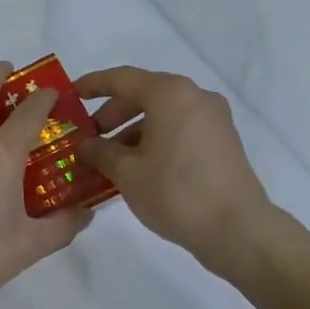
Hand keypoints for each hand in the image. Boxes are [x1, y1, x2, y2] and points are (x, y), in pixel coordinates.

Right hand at [75, 66, 288, 274]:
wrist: (237, 229)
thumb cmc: (175, 192)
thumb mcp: (127, 172)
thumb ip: (100, 152)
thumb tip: (85, 145)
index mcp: (169, 93)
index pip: (121, 79)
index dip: (92, 84)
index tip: (71, 94)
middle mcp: (194, 96)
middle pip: (143, 94)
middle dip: (112, 114)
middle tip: (89, 137)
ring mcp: (213, 119)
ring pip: (162, 114)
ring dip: (132, 130)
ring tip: (110, 159)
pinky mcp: (222, 141)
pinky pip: (179, 129)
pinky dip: (155, 139)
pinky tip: (138, 167)